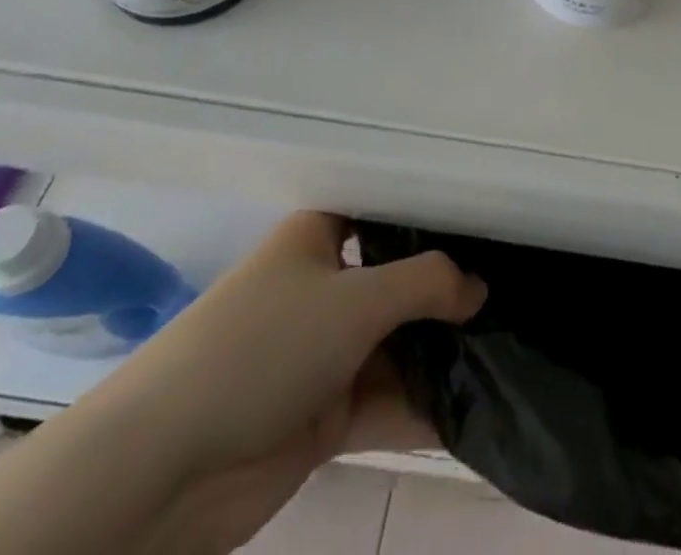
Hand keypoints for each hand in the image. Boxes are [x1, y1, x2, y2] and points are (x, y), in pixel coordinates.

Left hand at [84, 213, 484, 551]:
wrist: (166, 467)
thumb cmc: (266, 345)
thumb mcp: (357, 299)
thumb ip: (428, 284)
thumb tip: (481, 287)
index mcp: (318, 238)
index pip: (385, 213)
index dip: (433, 217)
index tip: (489, 222)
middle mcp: (322, 288)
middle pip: (397, 282)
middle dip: (448, 292)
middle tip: (514, 290)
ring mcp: (322, 354)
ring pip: (395, 345)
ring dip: (441, 354)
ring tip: (511, 348)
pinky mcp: (321, 416)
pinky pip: (385, 401)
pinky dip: (423, 407)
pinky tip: (477, 408)